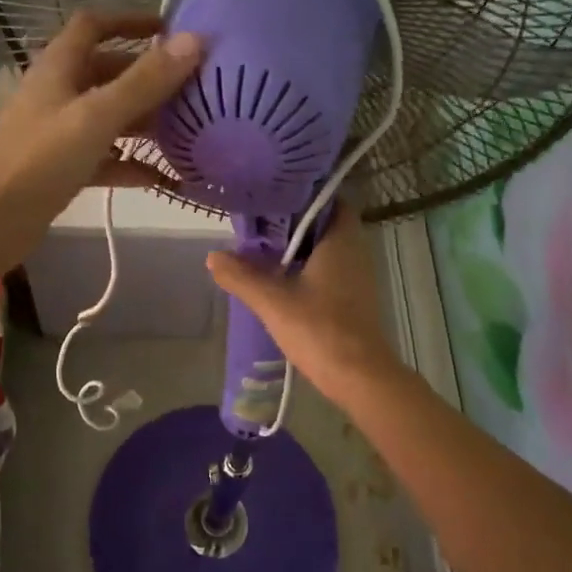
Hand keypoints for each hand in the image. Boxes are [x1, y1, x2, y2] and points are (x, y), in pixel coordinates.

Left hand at [0, 12, 202, 269]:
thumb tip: (196, 40)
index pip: (94, 25)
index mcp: (59, 67)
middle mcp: (59, 93)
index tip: (170, 30)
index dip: (130, 21)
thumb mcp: (97, 115)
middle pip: (108, 72)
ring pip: (109, 115)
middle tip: (193, 86)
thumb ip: (145, 81)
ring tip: (189, 128)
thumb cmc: (41, 158)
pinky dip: (132, 162)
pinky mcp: (63, 167)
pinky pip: (105, 156)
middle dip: (148, 76)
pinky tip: (166, 177)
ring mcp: (60, 131)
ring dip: (145, 119)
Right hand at [205, 207, 399, 400]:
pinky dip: (308, 269)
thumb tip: (213, 256)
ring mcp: (358, 278)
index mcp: (341, 241)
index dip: (306, 194)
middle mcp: (355, 252)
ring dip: (300, 248)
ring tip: (264, 248)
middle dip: (296, 222)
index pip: (332, 201)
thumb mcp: (272, 301)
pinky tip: (282, 280)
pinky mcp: (354, 300)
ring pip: (327, 250)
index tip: (277, 195)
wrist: (359, 377)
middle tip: (261, 222)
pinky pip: (330, 271)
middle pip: (326, 225)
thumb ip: (241, 276)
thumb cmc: (320, 328)